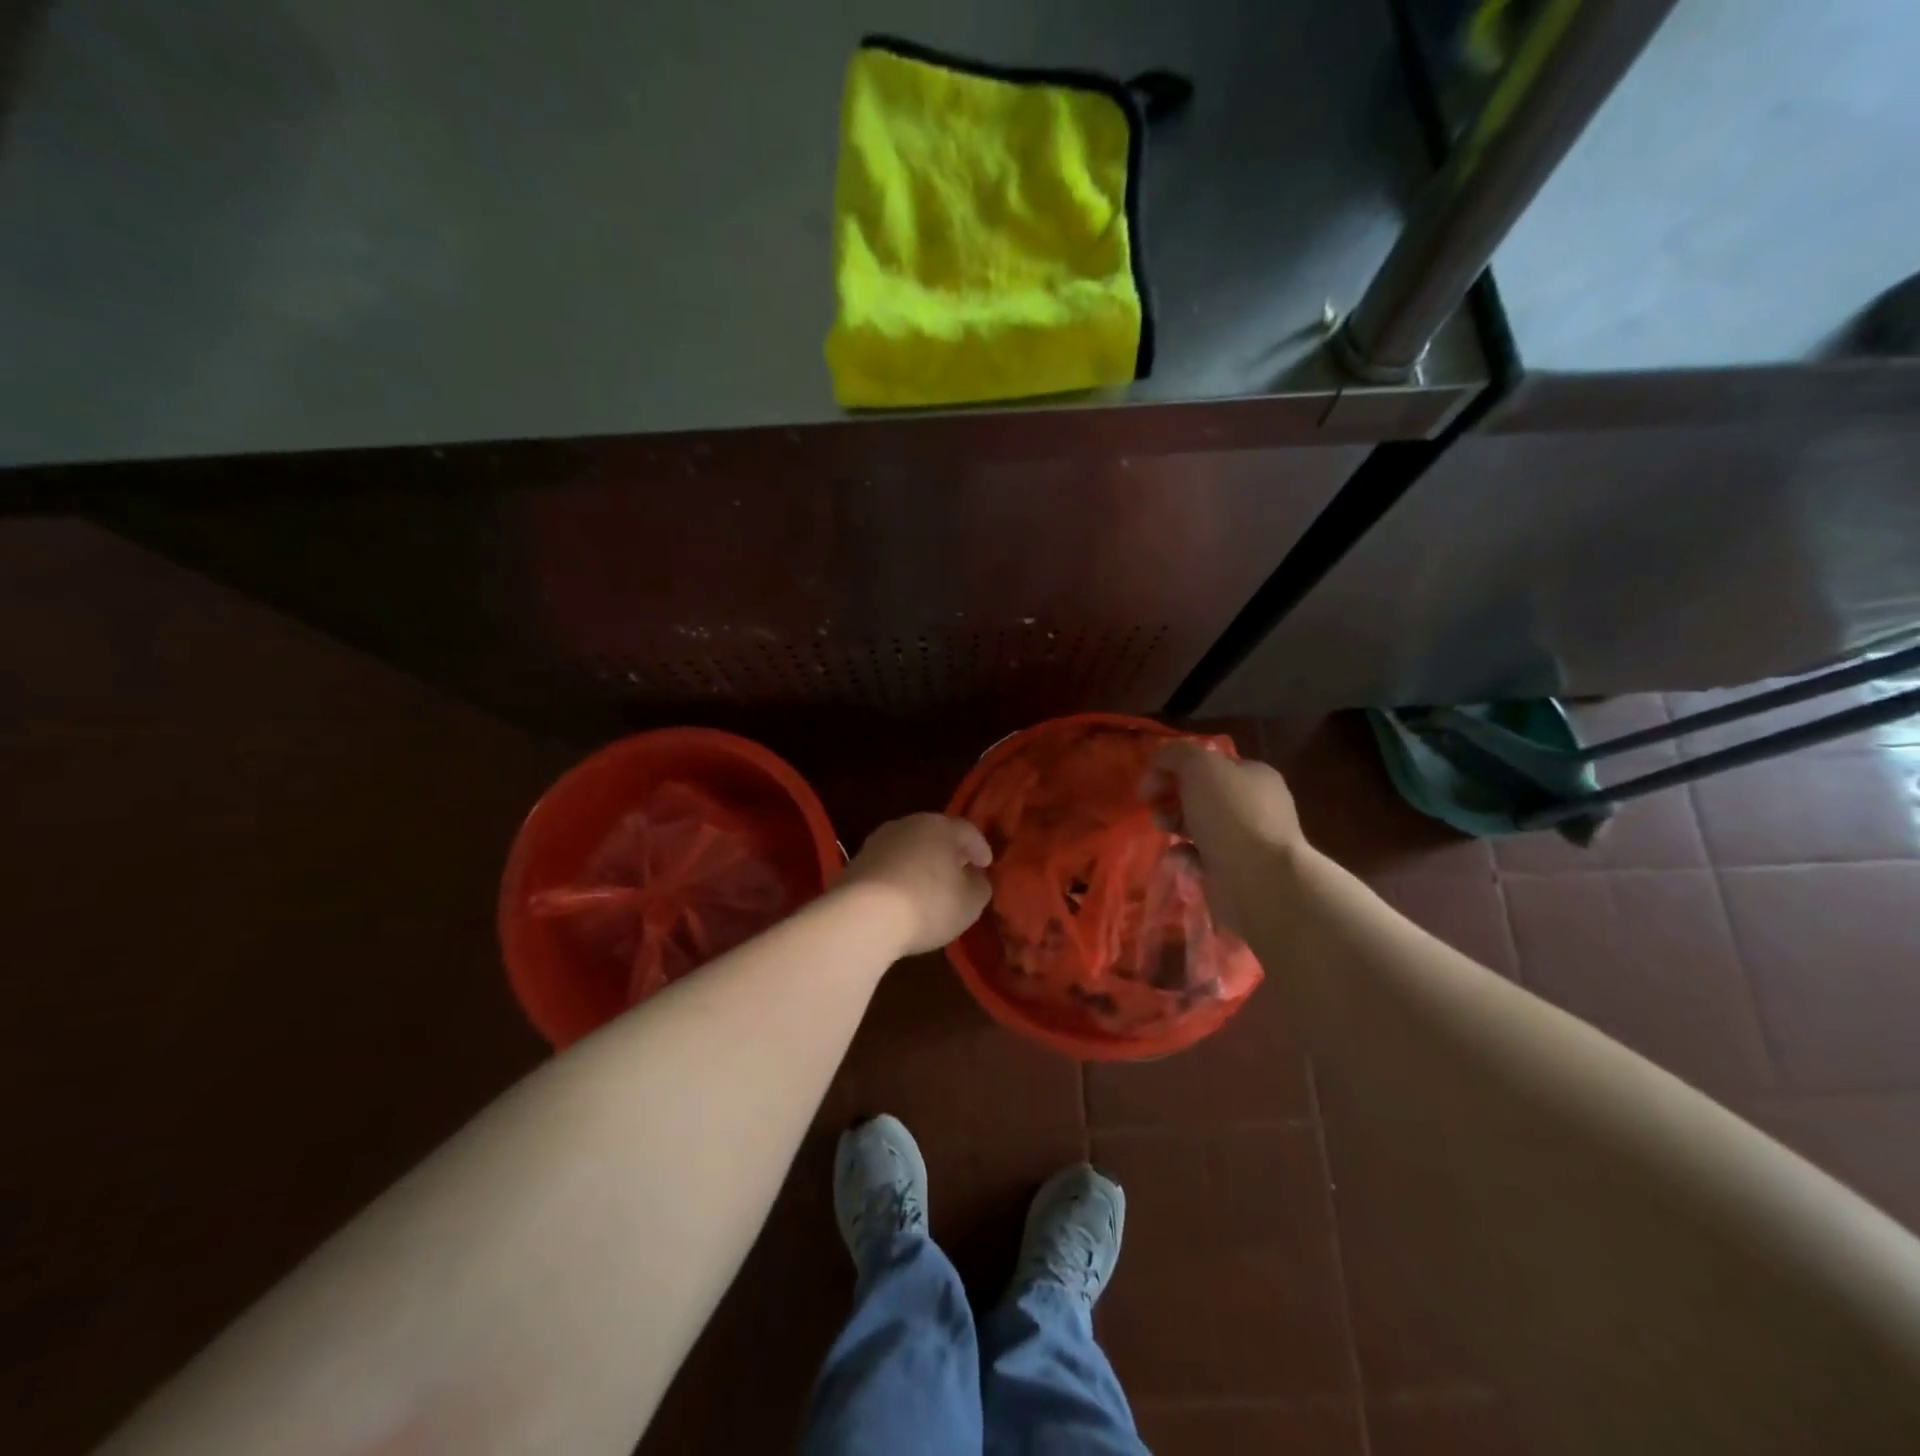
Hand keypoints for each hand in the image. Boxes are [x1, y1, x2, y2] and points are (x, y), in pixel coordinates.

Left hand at [841, 813, 993, 955]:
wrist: (862, 916)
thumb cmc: (928, 903)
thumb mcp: (970, 902)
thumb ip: (979, 886)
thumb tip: (974, 878)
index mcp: (940, 826)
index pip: (967, 830)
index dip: (980, 848)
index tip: (986, 864)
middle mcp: (907, 825)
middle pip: (934, 834)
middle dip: (948, 852)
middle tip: (959, 871)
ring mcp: (877, 842)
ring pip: (908, 848)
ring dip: (920, 863)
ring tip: (929, 885)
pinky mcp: (856, 863)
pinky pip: (887, 866)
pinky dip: (898, 876)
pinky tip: (902, 896)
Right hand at [1141, 740, 1304, 936]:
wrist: (1259, 881)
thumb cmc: (1231, 816)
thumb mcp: (1200, 767)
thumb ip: (1177, 755)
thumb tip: (1162, 762)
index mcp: (1252, 776)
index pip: (1208, 764)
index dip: (1174, 769)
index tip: (1149, 783)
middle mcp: (1253, 806)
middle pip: (1201, 796)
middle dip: (1171, 798)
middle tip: (1153, 807)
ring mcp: (1245, 841)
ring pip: (1198, 827)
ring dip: (1174, 825)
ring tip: (1163, 830)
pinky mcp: (1233, 872)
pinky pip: (1200, 858)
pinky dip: (1185, 857)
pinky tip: (1180, 859)